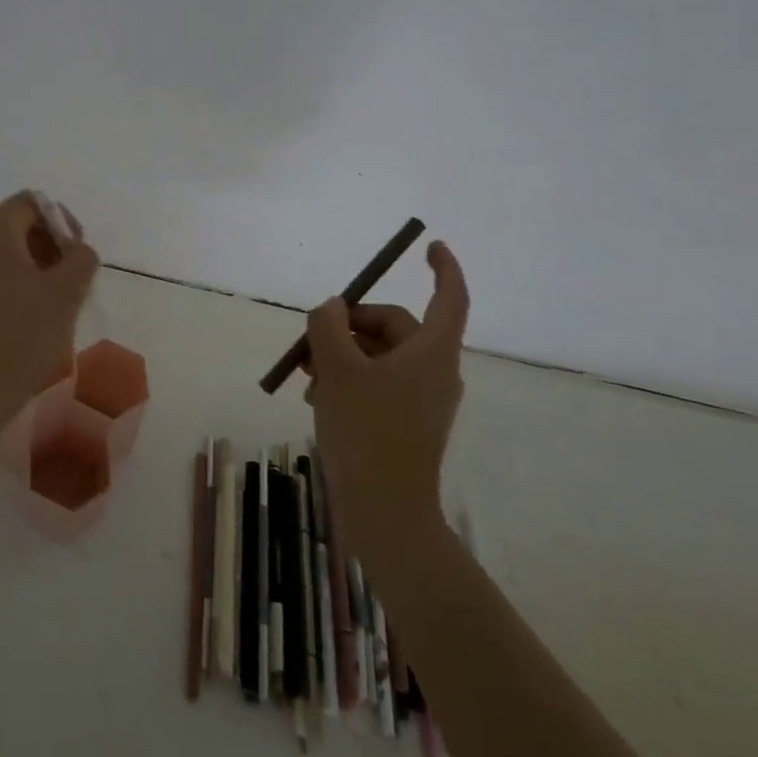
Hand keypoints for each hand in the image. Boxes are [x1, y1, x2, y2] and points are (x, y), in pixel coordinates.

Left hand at [0, 191, 99, 446]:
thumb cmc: (16, 341)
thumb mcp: (65, 297)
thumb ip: (81, 260)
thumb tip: (76, 249)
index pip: (32, 203)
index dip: (63, 223)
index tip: (78, 259)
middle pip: (14, 227)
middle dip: (47, 249)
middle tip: (70, 286)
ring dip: (29, 271)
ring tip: (49, 308)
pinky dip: (6, 288)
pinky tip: (21, 323)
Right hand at [306, 240, 469, 580]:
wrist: (385, 512)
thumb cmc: (366, 432)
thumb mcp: (336, 369)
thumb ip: (328, 326)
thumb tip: (331, 309)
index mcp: (431, 352)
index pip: (450, 297)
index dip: (444, 268)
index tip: (430, 245)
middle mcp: (435, 371)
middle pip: (395, 326)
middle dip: (350, 325)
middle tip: (310, 341)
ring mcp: (423, 399)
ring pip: (380, 356)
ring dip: (342, 356)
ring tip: (307, 379)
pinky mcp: (408, 423)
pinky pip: (379, 383)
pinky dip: (350, 380)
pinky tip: (318, 398)